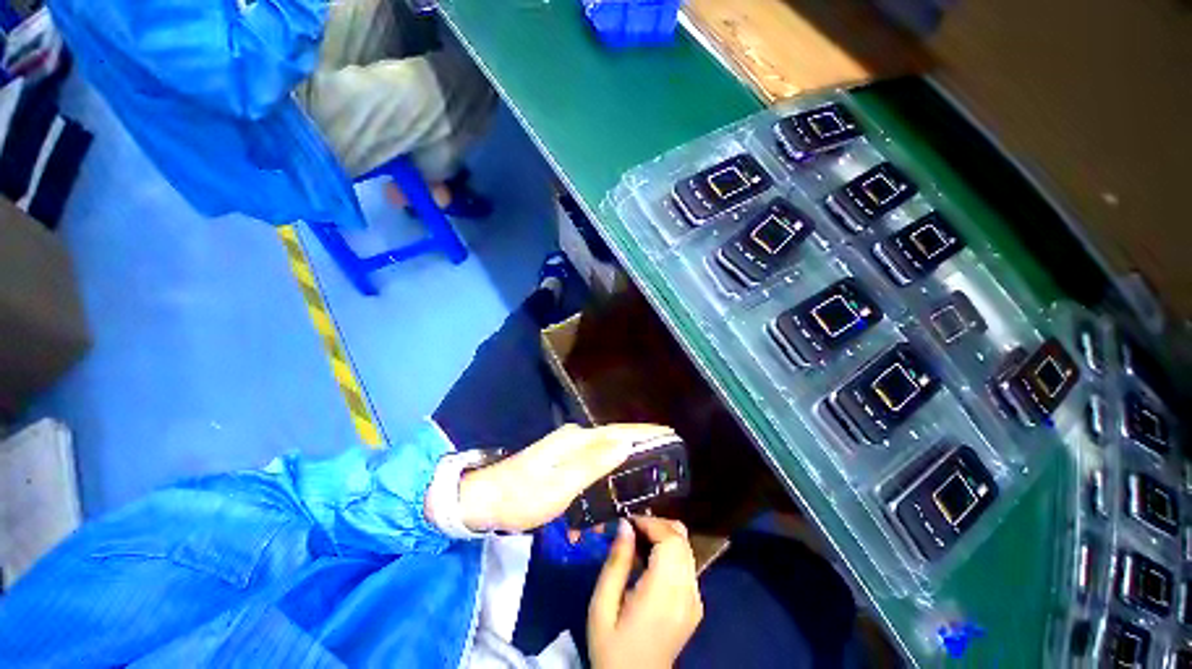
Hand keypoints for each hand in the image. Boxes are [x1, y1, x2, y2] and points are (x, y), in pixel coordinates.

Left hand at [458, 424, 674, 533]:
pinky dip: (607, 469)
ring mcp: (567, 449)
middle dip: (639, 443)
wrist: (486, 500)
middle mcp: (575, 439)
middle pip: (613, 438)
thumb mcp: (560, 484)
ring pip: (603, 450)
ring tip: (646, 467)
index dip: (644, 433)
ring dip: (624, 457)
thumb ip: (594, 463)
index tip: (669, 433)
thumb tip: (626, 443)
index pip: (618, 432)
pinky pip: (592, 461)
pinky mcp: (561, 461)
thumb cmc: (523, 495)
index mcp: (577, 440)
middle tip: (665, 454)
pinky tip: (612, 484)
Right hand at [588, 517, 703, 668]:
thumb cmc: (611, 648)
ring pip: (686, 549)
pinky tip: (651, 560)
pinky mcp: (695, 605)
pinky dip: (671, 551)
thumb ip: (616, 563)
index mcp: (664, 594)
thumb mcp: (602, 606)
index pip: (671, 540)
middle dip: (658, 525)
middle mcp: (687, 593)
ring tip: (639, 540)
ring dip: (664, 536)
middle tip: (632, 528)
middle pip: (682, 540)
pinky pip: (687, 564)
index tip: (628, 521)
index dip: (651, 523)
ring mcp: (695, 600)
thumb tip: (625, 525)